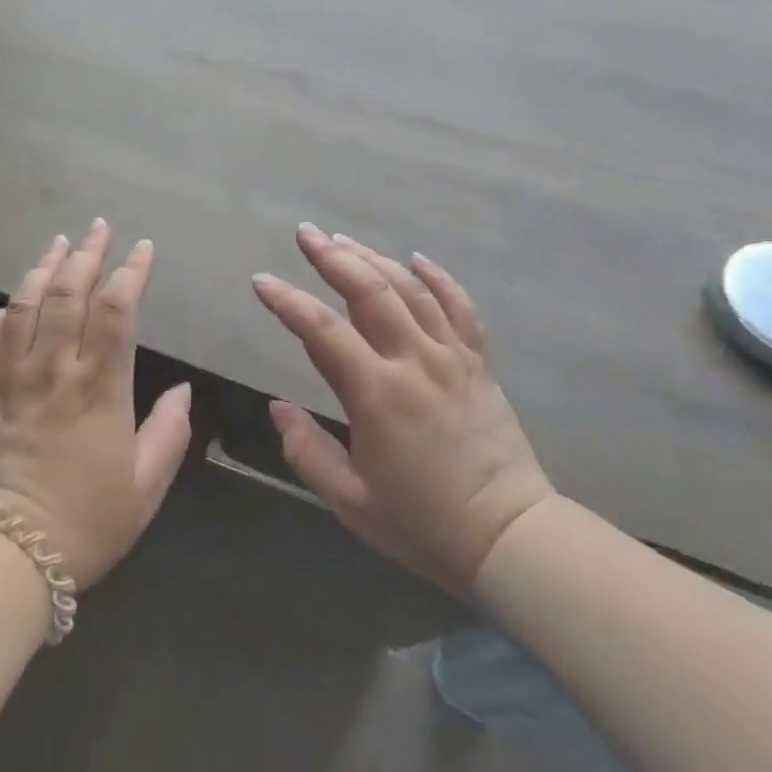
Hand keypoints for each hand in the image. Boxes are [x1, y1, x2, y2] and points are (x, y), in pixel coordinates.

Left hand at [0, 220, 192, 588]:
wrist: (8, 556)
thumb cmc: (87, 522)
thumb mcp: (147, 486)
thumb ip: (170, 432)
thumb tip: (183, 389)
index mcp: (100, 388)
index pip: (116, 311)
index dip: (131, 272)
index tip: (142, 249)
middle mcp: (55, 370)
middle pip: (69, 294)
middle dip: (87, 254)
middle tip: (99, 227)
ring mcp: (13, 378)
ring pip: (25, 306)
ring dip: (43, 268)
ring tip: (59, 242)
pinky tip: (12, 302)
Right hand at [251, 225, 553, 596]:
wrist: (510, 537)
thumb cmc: (423, 523)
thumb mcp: (350, 501)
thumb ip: (307, 451)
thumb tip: (278, 407)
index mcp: (377, 394)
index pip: (321, 331)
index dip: (287, 301)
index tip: (261, 281)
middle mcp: (414, 361)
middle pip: (369, 290)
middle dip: (332, 257)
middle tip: (306, 233)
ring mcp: (452, 357)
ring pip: (410, 290)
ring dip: (373, 259)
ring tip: (344, 240)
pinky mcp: (479, 363)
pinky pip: (460, 307)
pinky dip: (438, 278)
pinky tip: (417, 259)